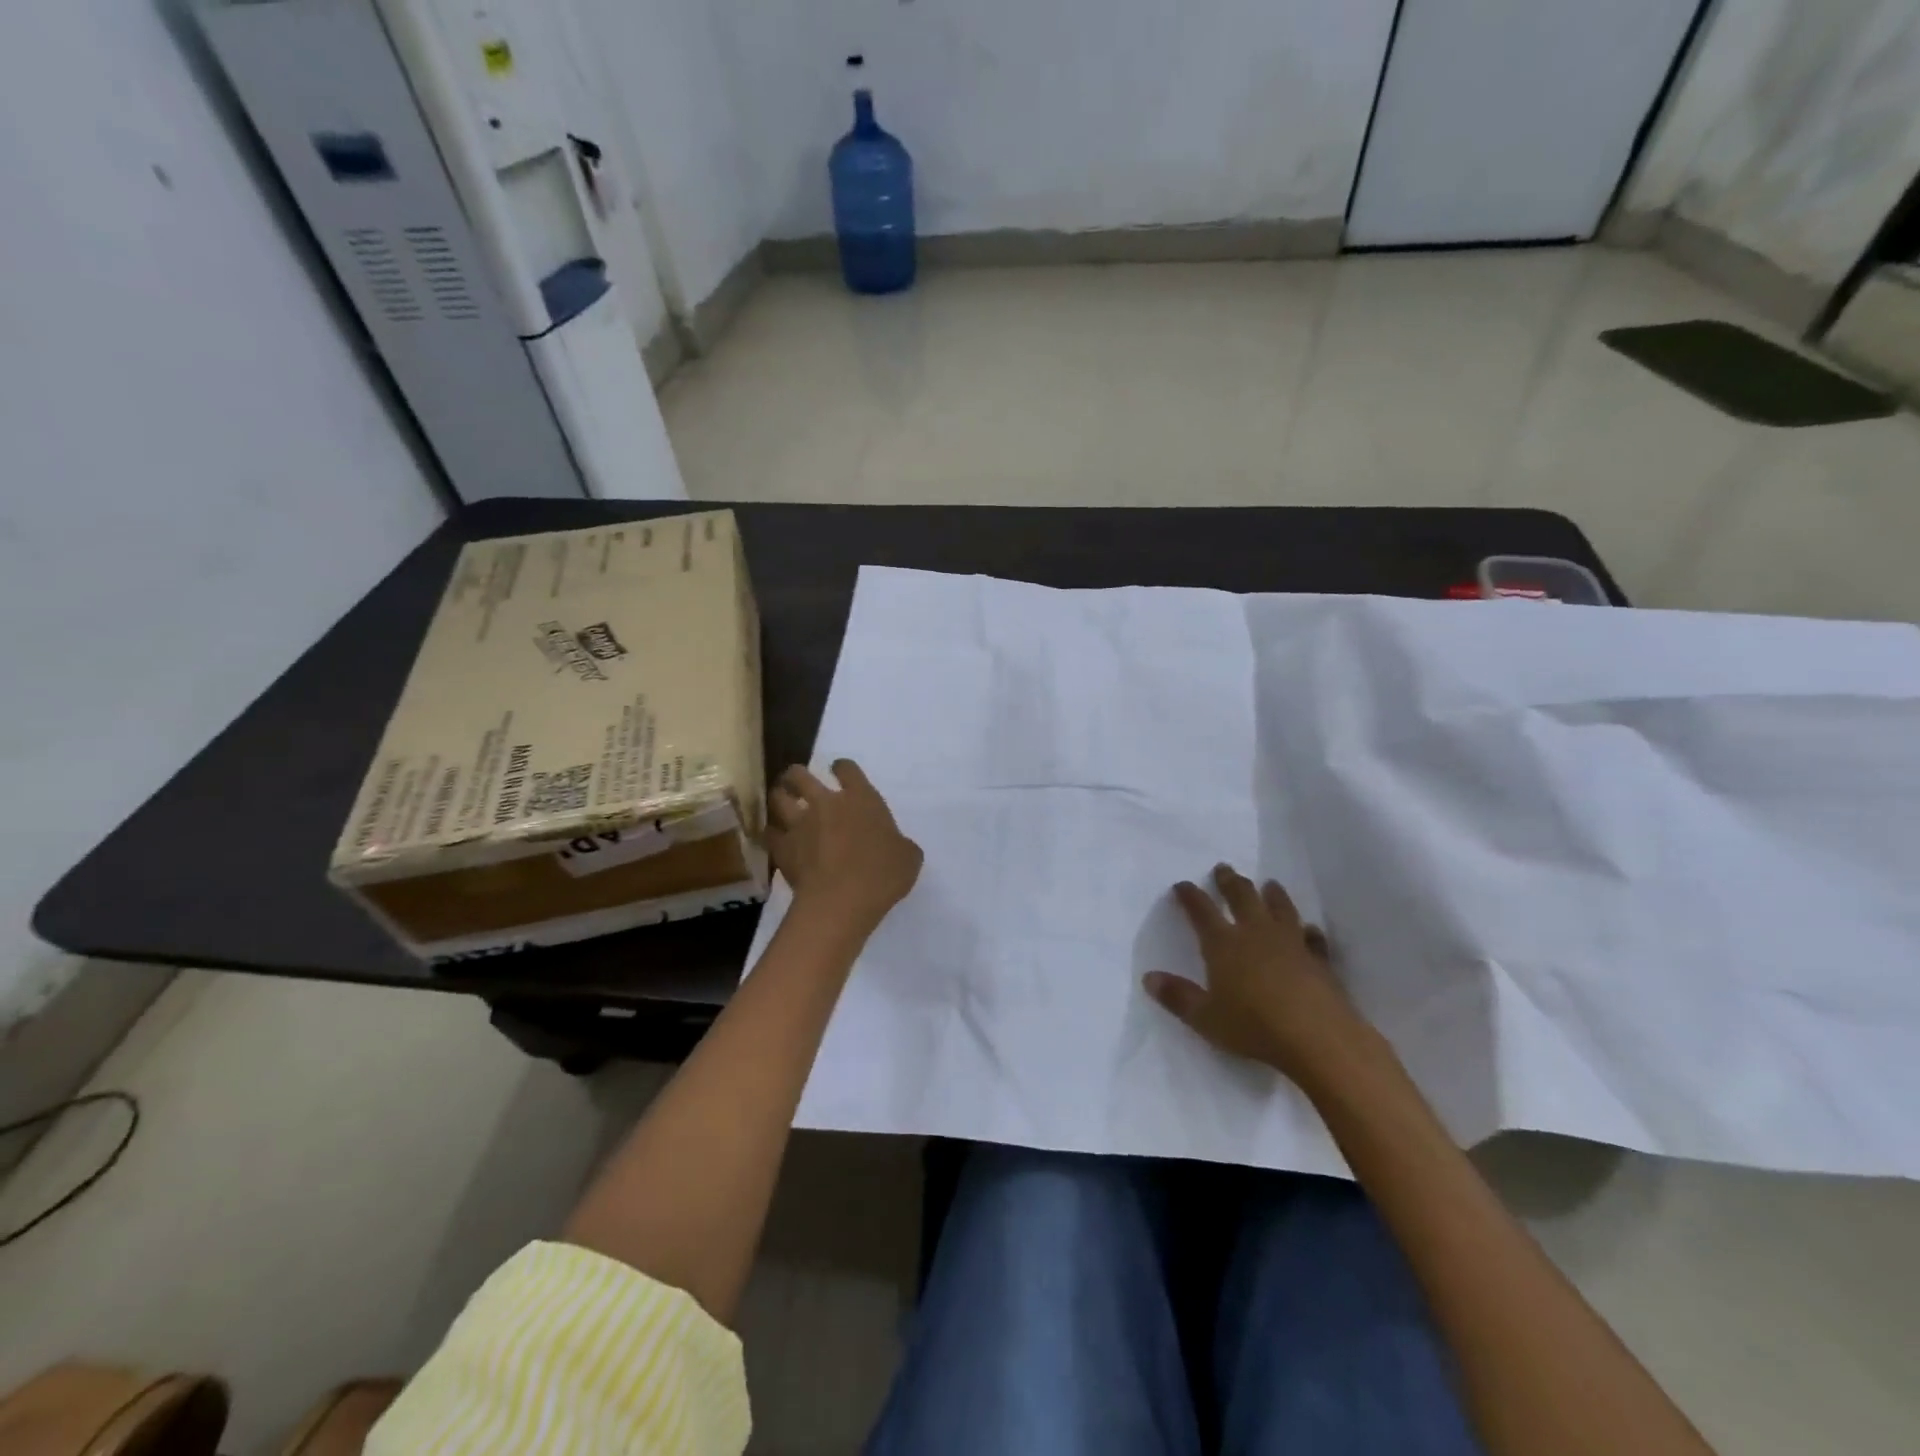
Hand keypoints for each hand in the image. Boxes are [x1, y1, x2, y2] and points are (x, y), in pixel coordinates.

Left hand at [768, 759, 922, 931]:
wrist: (842, 900)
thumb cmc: (882, 875)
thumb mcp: (908, 858)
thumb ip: (901, 845)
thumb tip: (898, 847)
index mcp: (861, 799)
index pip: (847, 769)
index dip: (842, 768)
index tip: (840, 771)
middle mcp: (826, 803)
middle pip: (800, 775)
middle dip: (796, 775)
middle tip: (797, 781)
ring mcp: (800, 824)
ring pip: (778, 798)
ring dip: (779, 797)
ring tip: (780, 801)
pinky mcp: (783, 848)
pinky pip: (770, 833)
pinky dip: (772, 833)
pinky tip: (775, 837)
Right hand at [1144, 864, 1372, 1088]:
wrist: (1318, 1039)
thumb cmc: (1254, 1027)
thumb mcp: (1205, 1018)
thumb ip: (1177, 997)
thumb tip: (1149, 978)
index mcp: (1224, 944)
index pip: (1202, 911)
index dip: (1190, 896)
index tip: (1182, 884)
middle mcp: (1256, 934)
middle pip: (1242, 898)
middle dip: (1230, 882)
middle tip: (1224, 868)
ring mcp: (1291, 944)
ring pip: (1280, 909)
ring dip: (1273, 895)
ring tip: (1269, 884)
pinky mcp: (1319, 961)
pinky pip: (1312, 939)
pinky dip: (1308, 931)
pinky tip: (1309, 929)